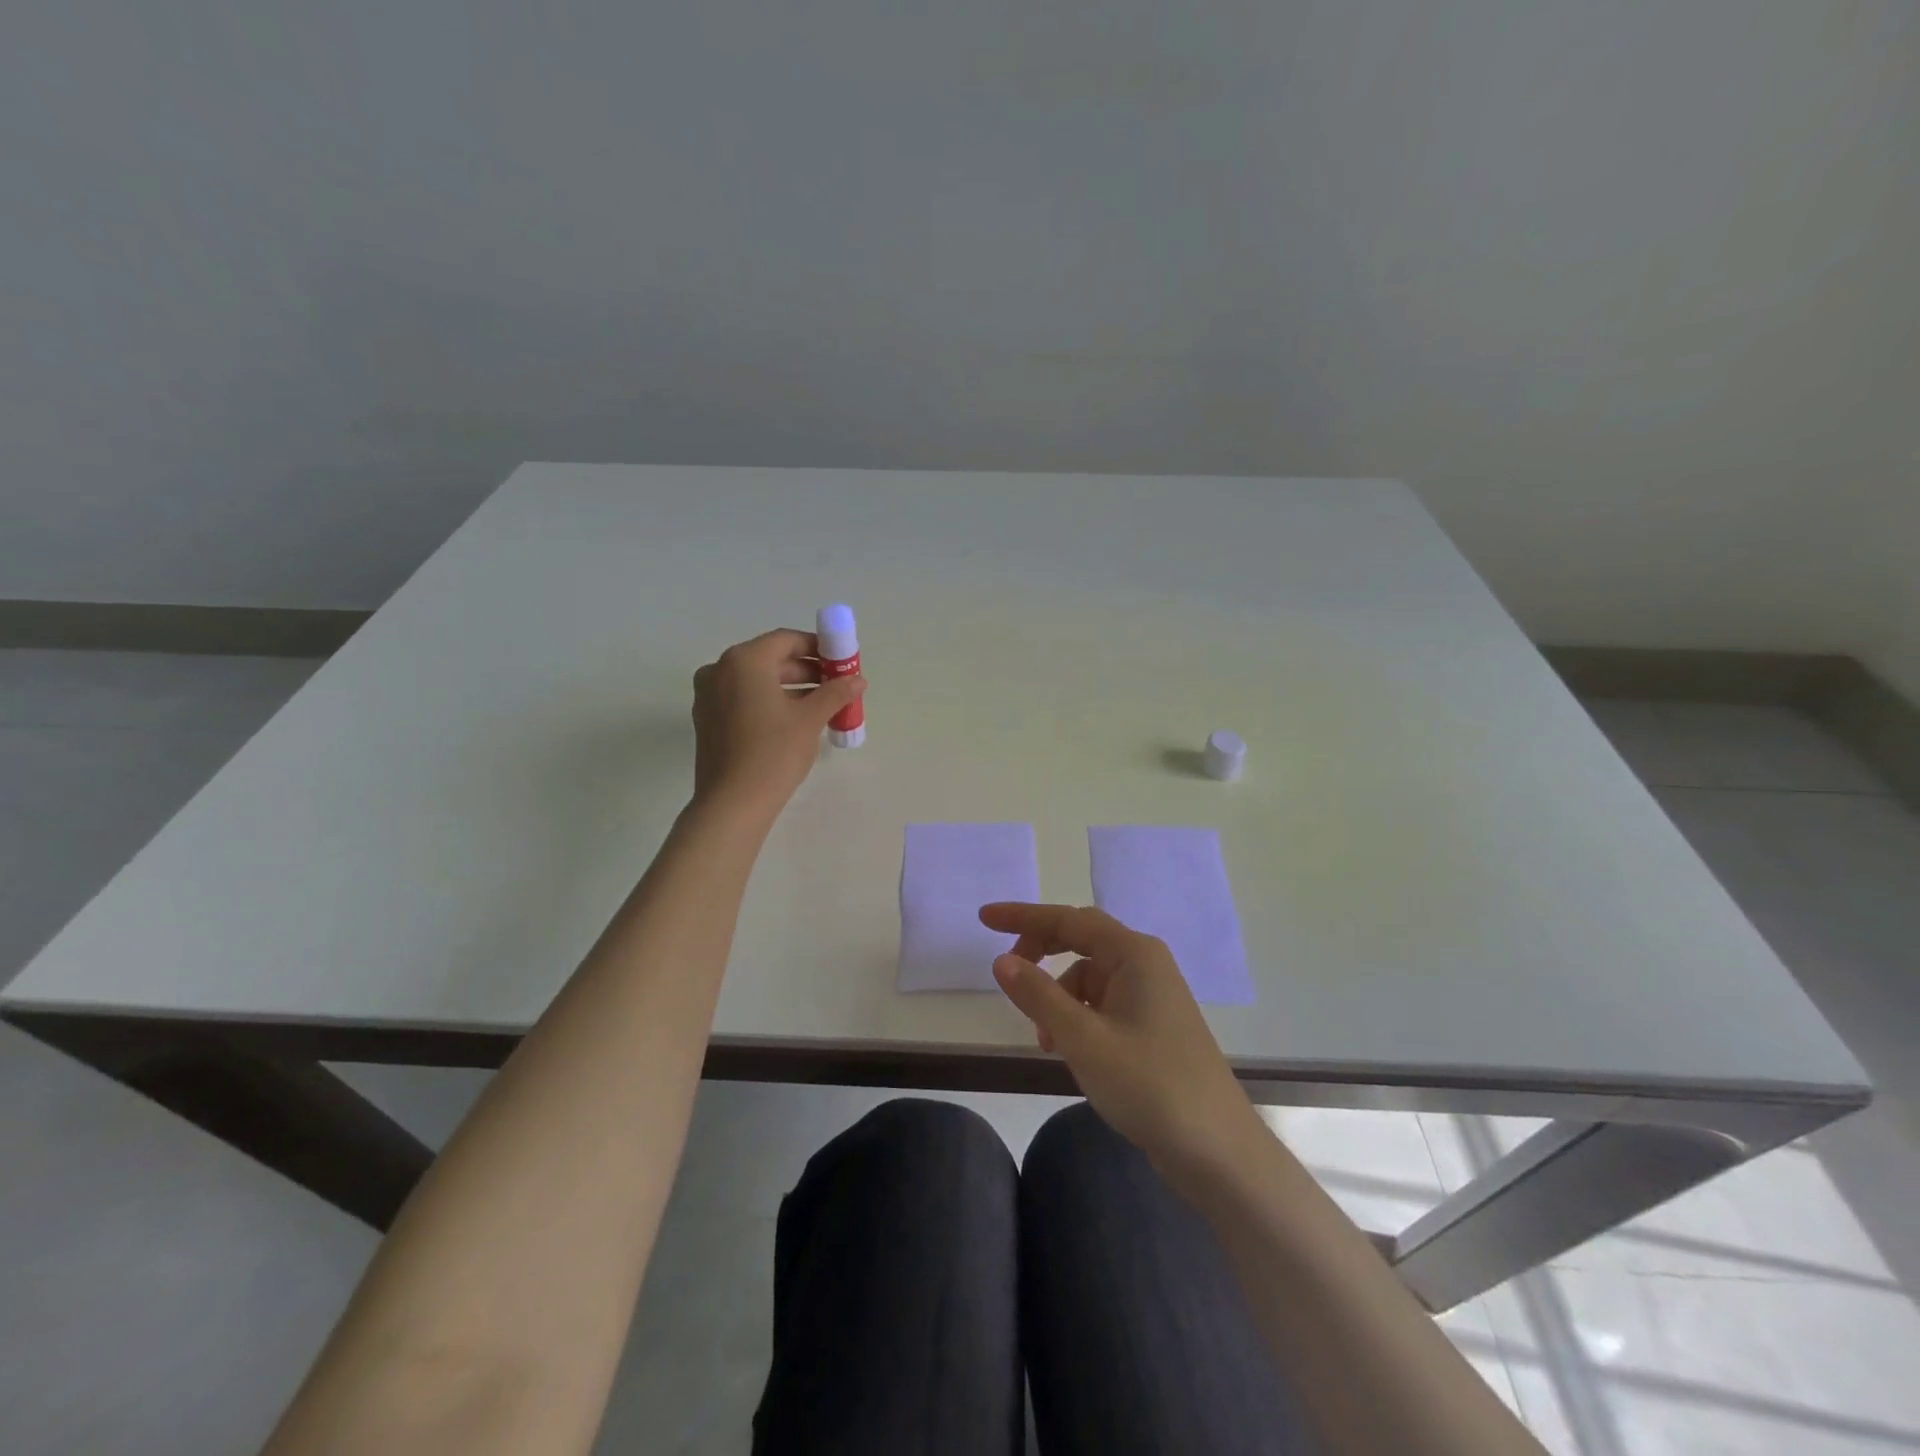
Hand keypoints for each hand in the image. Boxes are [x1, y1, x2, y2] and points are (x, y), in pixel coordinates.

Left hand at [691, 629, 865, 812]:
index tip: (840, 662)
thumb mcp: (810, 720)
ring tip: (822, 705)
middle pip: (770, 659)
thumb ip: (835, 693)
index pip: (786, 640)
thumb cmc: (773, 753)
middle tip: (835, 685)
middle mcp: (720, 669)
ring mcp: (709, 695)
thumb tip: (858, 680)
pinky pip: (743, 698)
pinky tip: (794, 719)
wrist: (732, 803)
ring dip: (789, 687)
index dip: (817, 647)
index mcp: (744, 661)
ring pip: (756, 680)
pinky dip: (769, 701)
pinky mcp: (707, 719)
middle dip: (805, 670)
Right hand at [982, 902, 1266, 1184]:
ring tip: (1045, 1041)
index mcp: (1133, 954)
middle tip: (1007, 974)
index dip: (1023, 917)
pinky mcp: (1154, 1025)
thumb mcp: (1083, 1040)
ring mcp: (1152, 995)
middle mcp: (1145, 964)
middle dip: (1040, 952)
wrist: (1218, 1151)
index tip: (983, 917)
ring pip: (1090, 977)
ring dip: (1059, 997)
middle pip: (1080, 940)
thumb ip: (1039, 996)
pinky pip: (1103, 1003)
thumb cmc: (1150, 1085)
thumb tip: (1002, 961)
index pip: (1068, 919)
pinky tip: (1070, 1051)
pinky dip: (1078, 1017)